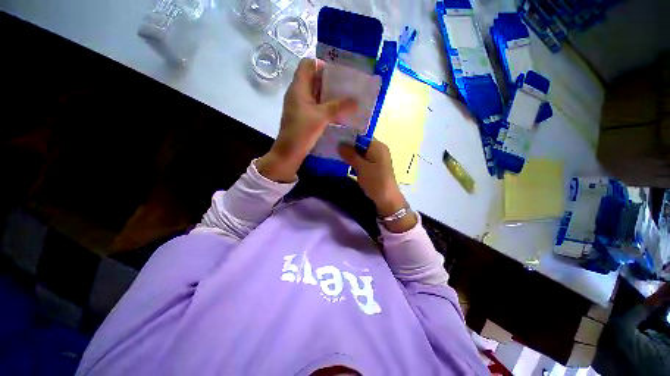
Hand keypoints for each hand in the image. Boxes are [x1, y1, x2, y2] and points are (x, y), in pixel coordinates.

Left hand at [257, 58, 356, 182]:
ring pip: (316, 94)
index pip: (307, 64)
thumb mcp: (321, 117)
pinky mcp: (304, 117)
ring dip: (329, 95)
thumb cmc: (301, 132)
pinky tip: (338, 112)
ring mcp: (300, 106)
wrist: (289, 153)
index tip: (337, 73)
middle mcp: (298, 94)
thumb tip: (356, 101)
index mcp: (298, 88)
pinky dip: (326, 106)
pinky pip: (316, 106)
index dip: (321, 64)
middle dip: (329, 80)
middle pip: (313, 79)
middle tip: (346, 86)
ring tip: (346, 98)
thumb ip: (338, 107)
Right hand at [338, 140, 416, 232]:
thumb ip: (351, 155)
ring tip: (337, 155)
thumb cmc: (375, 181)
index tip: (335, 139)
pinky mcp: (375, 166)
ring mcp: (377, 158)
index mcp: (378, 146)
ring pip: (361, 152)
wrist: (387, 199)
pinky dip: (355, 161)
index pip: (361, 136)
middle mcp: (379, 149)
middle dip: (348, 146)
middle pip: (361, 144)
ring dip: (351, 155)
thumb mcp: (361, 167)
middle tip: (334, 148)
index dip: (348, 137)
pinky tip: (346, 163)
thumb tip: (340, 144)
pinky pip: (363, 160)